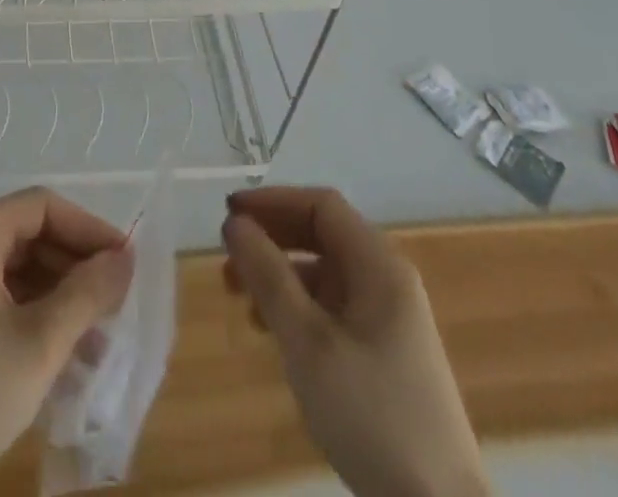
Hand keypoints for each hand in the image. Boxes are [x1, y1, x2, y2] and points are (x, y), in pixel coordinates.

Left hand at [0, 186, 132, 496]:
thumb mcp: (39, 344)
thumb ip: (87, 294)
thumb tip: (124, 258)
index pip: (42, 207)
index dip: (88, 229)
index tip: (124, 263)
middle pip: (27, 235)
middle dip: (74, 267)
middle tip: (114, 303)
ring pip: (13, 272)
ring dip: (57, 298)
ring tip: (96, 341)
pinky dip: (29, 318)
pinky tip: (59, 359)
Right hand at [223, 187, 488, 496]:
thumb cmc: (371, 415)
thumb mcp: (308, 342)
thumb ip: (268, 276)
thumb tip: (235, 223)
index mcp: (380, 266)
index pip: (321, 206)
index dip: (273, 201)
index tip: (230, 214)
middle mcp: (388, 281)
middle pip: (322, 235)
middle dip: (272, 238)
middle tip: (227, 253)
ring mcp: (390, 320)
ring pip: (325, 274)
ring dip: (279, 275)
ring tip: (238, 297)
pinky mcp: (385, 356)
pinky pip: (333, 309)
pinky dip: (297, 308)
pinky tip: (271, 333)